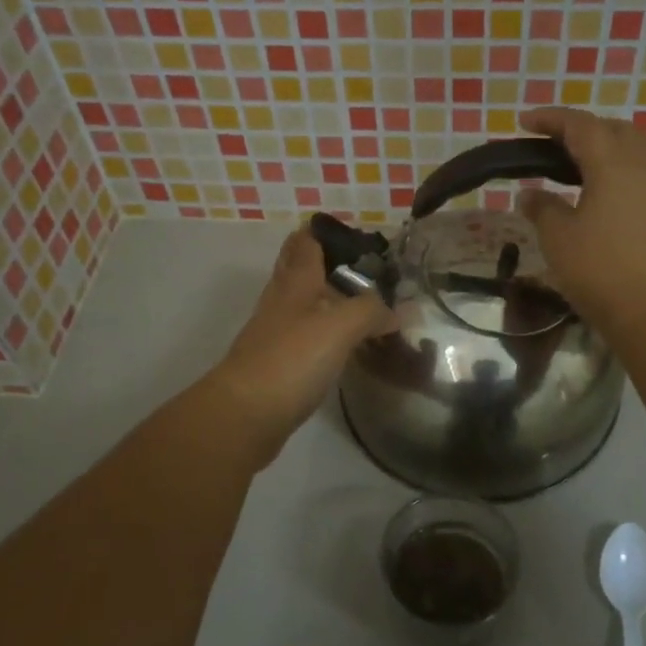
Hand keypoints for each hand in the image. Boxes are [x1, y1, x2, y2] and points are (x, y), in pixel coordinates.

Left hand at [207, 228, 396, 459]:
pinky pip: (304, 337)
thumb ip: (372, 311)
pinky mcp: (276, 364)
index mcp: (295, 283)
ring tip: (361, 305)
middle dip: (324, 263)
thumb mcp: (340, 326)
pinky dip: (323, 333)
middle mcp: (281, 302)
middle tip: (363, 269)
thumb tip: (399, 310)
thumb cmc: (292, 358)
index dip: (323, 232)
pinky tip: (341, 345)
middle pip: (298, 270)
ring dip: (326, 299)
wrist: (246, 413)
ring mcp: (275, 334)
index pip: (305, 243)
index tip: (353, 233)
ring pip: (301, 304)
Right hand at [516, 108, 645, 337]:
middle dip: (582, 130)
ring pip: (644, 142)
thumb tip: (530, 194)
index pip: (579, 124)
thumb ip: (542, 207)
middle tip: (552, 146)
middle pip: (613, 128)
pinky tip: (632, 182)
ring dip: (616, 142)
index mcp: (613, 159)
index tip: (525, 122)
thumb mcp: (558, 238)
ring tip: (594, 160)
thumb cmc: (601, 270)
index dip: (550, 119)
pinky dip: (644, 161)